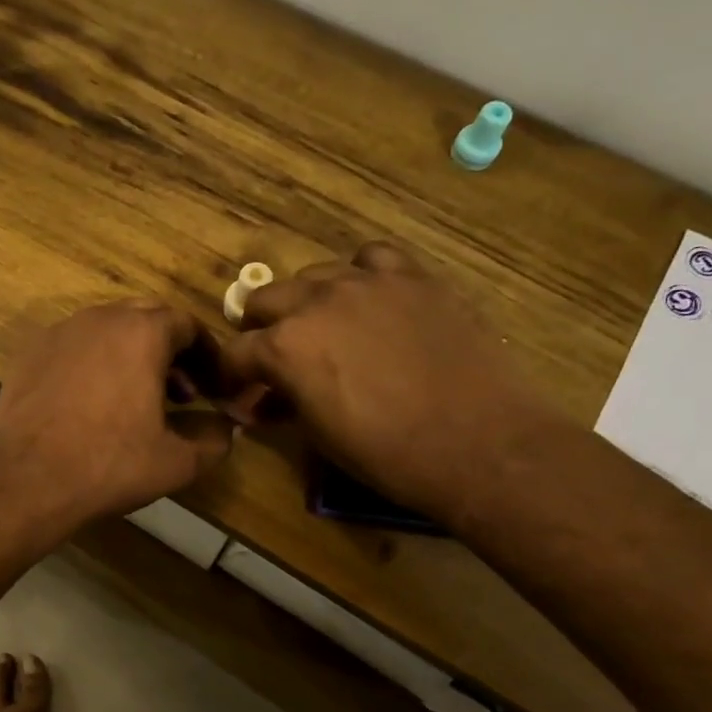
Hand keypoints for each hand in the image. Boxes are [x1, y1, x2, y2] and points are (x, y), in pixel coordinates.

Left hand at [0, 301, 236, 533]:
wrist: (25, 479)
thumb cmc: (108, 465)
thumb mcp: (177, 462)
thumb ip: (214, 438)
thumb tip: (227, 426)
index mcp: (142, 332)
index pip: (188, 325)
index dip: (207, 355)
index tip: (214, 385)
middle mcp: (100, 318)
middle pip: (147, 319)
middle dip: (171, 351)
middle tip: (182, 392)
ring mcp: (60, 332)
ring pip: (108, 330)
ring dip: (132, 355)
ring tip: (138, 399)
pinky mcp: (30, 353)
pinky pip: (74, 346)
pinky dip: (94, 363)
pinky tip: (92, 403)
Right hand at [220, 241, 557, 518]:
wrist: (478, 442)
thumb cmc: (387, 453)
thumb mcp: (318, 435)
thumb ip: (282, 404)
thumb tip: (260, 402)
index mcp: (284, 347)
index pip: (236, 352)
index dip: (233, 375)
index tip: (239, 390)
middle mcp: (316, 302)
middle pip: (266, 299)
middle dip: (261, 329)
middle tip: (276, 356)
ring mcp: (367, 282)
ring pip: (315, 274)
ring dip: (307, 300)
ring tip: (324, 325)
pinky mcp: (413, 277)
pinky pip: (372, 258)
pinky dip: (361, 275)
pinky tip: (371, 298)